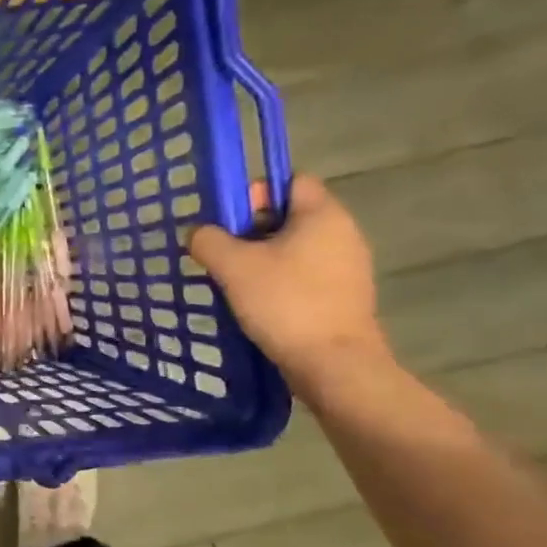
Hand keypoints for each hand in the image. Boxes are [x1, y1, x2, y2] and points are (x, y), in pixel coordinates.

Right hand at [188, 174, 389, 392]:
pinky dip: (280, 283)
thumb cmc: (285, 303)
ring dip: (262, 260)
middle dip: (251, 231)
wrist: (334, 364)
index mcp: (322, 215)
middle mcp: (343, 233)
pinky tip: (257, 305)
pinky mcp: (344, 297)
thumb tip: (198, 233)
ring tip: (234, 283)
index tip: (229, 221)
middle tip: (223, 254)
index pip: (289, 181)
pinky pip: (305, 276)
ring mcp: (348, 268)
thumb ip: (208, 240)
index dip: (255, 193)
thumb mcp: (233, 266)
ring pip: (294, 249)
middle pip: (289, 216)